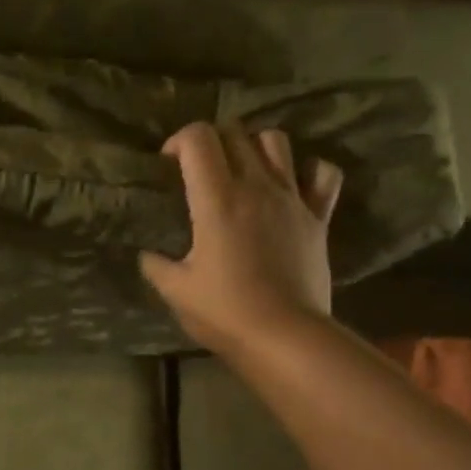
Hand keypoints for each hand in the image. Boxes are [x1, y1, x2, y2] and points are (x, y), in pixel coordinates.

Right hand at [139, 122, 342, 355]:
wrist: (284, 336)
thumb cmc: (224, 312)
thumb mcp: (175, 291)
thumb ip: (156, 265)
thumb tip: (147, 255)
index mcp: (217, 199)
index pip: (198, 138)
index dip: (179, 140)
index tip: (168, 164)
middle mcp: (256, 186)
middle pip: (235, 133)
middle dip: (212, 141)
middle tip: (200, 168)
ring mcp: (292, 198)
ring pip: (276, 142)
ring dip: (255, 147)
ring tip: (243, 170)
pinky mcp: (319, 217)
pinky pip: (324, 174)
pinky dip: (309, 170)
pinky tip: (294, 184)